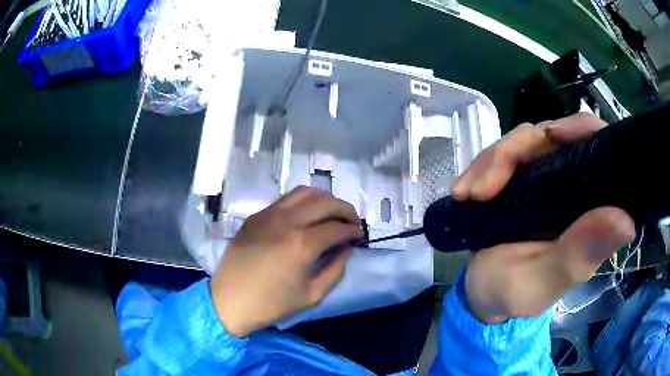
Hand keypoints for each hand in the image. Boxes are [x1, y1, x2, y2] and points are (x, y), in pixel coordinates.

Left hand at [210, 186, 362, 336]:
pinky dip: (303, 201)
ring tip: (332, 213)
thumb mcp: (312, 295)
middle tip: (351, 221)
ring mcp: (268, 214)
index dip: (353, 230)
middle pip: (325, 201)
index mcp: (302, 244)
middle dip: (345, 209)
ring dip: (324, 199)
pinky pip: (285, 199)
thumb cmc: (271, 304)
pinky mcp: (256, 216)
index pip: (337, 227)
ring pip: (304, 192)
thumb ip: (335, 269)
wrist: (229, 301)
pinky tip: (306, 215)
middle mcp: (286, 221)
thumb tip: (346, 249)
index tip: (359, 235)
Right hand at [452, 113, 635, 323]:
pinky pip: (503, 154)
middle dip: (517, 152)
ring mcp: (545, 178)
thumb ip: (578, 257)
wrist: (481, 293)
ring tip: (469, 195)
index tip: (552, 137)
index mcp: (591, 209)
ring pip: (524, 141)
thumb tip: (626, 222)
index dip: (581, 130)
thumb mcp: (542, 283)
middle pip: (554, 136)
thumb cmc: (514, 294)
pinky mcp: (521, 177)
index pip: (599, 149)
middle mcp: (573, 186)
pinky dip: (482, 167)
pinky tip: (464, 191)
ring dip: (492, 162)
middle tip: (484, 189)